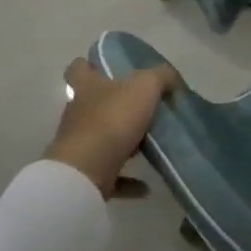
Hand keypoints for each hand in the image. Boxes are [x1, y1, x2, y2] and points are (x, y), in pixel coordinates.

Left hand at [44, 59, 180, 199]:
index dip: (90, 65)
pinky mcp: (85, 175)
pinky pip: (111, 175)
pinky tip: (147, 186)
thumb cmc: (112, 120)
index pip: (79, 68)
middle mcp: (78, 114)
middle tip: (144, 108)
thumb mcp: (145, 86)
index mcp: (87, 88)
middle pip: (93, 104)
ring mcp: (79, 146)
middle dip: (115, 105)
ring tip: (151, 145)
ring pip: (102, 139)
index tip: (108, 68)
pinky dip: (129, 180)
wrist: (85, 173)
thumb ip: (161, 77)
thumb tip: (172, 79)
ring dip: (124, 143)